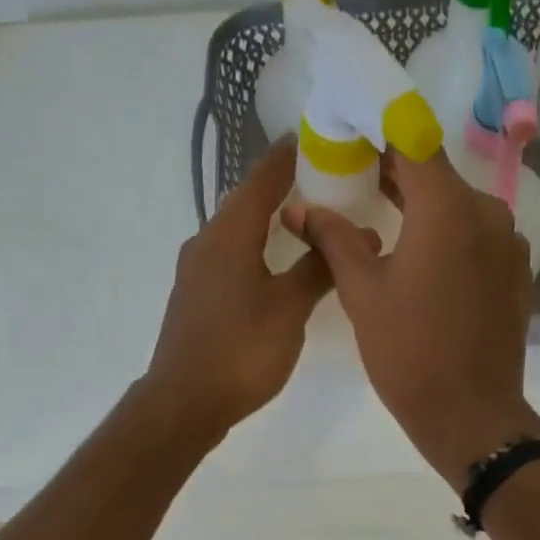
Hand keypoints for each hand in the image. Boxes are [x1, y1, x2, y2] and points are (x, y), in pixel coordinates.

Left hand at [142, 140, 329, 441]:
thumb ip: (319, 268)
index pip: (261, 179)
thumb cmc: (241, 351)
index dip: (287, 157)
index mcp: (228, 235)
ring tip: (303, 222)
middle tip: (320, 182)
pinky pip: (228, 257)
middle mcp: (205, 243)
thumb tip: (355, 235)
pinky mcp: (194, 298)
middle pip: (245, 202)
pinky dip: (254, 250)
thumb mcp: (290, 309)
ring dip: (266, 222)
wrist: (185, 402)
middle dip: (280, 189)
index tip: (313, 137)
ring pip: (235, 232)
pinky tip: (274, 266)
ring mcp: (195, 272)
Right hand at [284, 150, 539, 489]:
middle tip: (352, 171)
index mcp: (448, 208)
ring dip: (420, 203)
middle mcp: (487, 211)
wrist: (471, 415)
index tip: (349, 129)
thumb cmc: (409, 354)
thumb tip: (298, 207)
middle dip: (394, 169)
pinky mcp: (514, 271)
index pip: (411, 140)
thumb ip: (332, 239)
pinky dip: (446, 232)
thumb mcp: (361, 294)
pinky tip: (419, 252)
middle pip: (436, 172)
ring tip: (378, 209)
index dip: (378, 129)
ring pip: (457, 205)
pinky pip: (476, 235)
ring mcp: (508, 242)